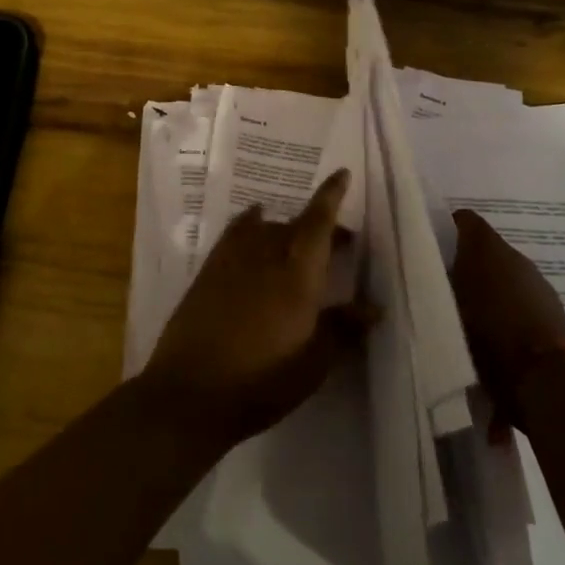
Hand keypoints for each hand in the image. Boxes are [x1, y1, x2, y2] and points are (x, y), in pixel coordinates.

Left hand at [142, 170, 372, 443]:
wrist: (191, 392)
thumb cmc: (262, 381)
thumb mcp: (313, 363)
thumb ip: (343, 329)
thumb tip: (373, 307)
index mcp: (296, 274)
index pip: (318, 223)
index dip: (331, 196)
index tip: (342, 173)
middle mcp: (264, 255)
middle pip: (296, 226)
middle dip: (321, 226)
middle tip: (343, 242)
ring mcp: (231, 260)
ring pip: (266, 229)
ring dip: (288, 230)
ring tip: (300, 245)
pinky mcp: (208, 271)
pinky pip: (235, 233)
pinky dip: (250, 223)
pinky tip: (254, 224)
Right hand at [449, 210, 564, 421]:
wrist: (544, 376)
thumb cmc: (487, 333)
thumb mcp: (446, 307)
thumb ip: (435, 283)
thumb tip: (427, 272)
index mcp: (485, 246)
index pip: (463, 220)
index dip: (445, 229)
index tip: (429, 248)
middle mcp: (514, 255)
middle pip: (485, 248)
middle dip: (466, 263)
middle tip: (443, 285)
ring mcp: (537, 281)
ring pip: (504, 274)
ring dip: (488, 286)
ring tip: (468, 313)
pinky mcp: (553, 308)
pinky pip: (520, 297)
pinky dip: (508, 307)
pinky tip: (495, 332)